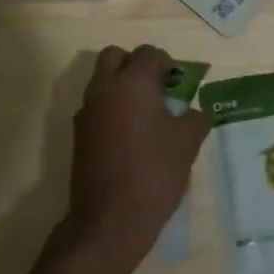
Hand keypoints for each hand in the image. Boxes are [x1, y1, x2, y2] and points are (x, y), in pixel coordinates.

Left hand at [63, 45, 210, 273]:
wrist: (109, 220)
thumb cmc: (154, 173)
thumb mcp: (187, 144)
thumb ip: (194, 119)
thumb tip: (195, 112)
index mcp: (133, 83)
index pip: (149, 53)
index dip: (167, 64)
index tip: (179, 84)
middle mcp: (105, 88)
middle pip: (115, 56)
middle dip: (136, 65)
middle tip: (157, 90)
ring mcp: (87, 111)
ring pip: (102, 81)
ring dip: (122, 86)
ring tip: (146, 115)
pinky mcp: (78, 134)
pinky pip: (96, 106)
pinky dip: (111, 109)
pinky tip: (129, 137)